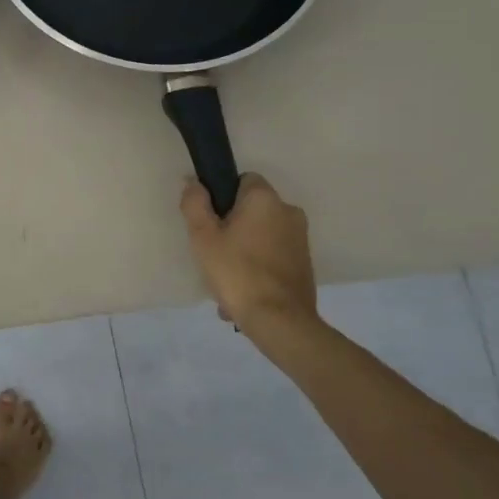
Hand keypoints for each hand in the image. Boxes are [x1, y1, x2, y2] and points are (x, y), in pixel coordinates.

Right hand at [180, 173, 321, 343]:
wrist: (279, 320)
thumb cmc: (236, 272)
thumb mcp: (203, 237)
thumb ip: (195, 204)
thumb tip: (194, 182)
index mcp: (265, 199)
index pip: (243, 179)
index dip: (223, 196)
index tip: (210, 220)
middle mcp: (289, 211)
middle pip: (252, 209)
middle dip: (233, 226)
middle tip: (213, 252)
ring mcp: (300, 238)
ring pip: (262, 234)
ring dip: (244, 249)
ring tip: (225, 279)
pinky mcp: (305, 262)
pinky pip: (273, 255)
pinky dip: (258, 266)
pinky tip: (242, 291)